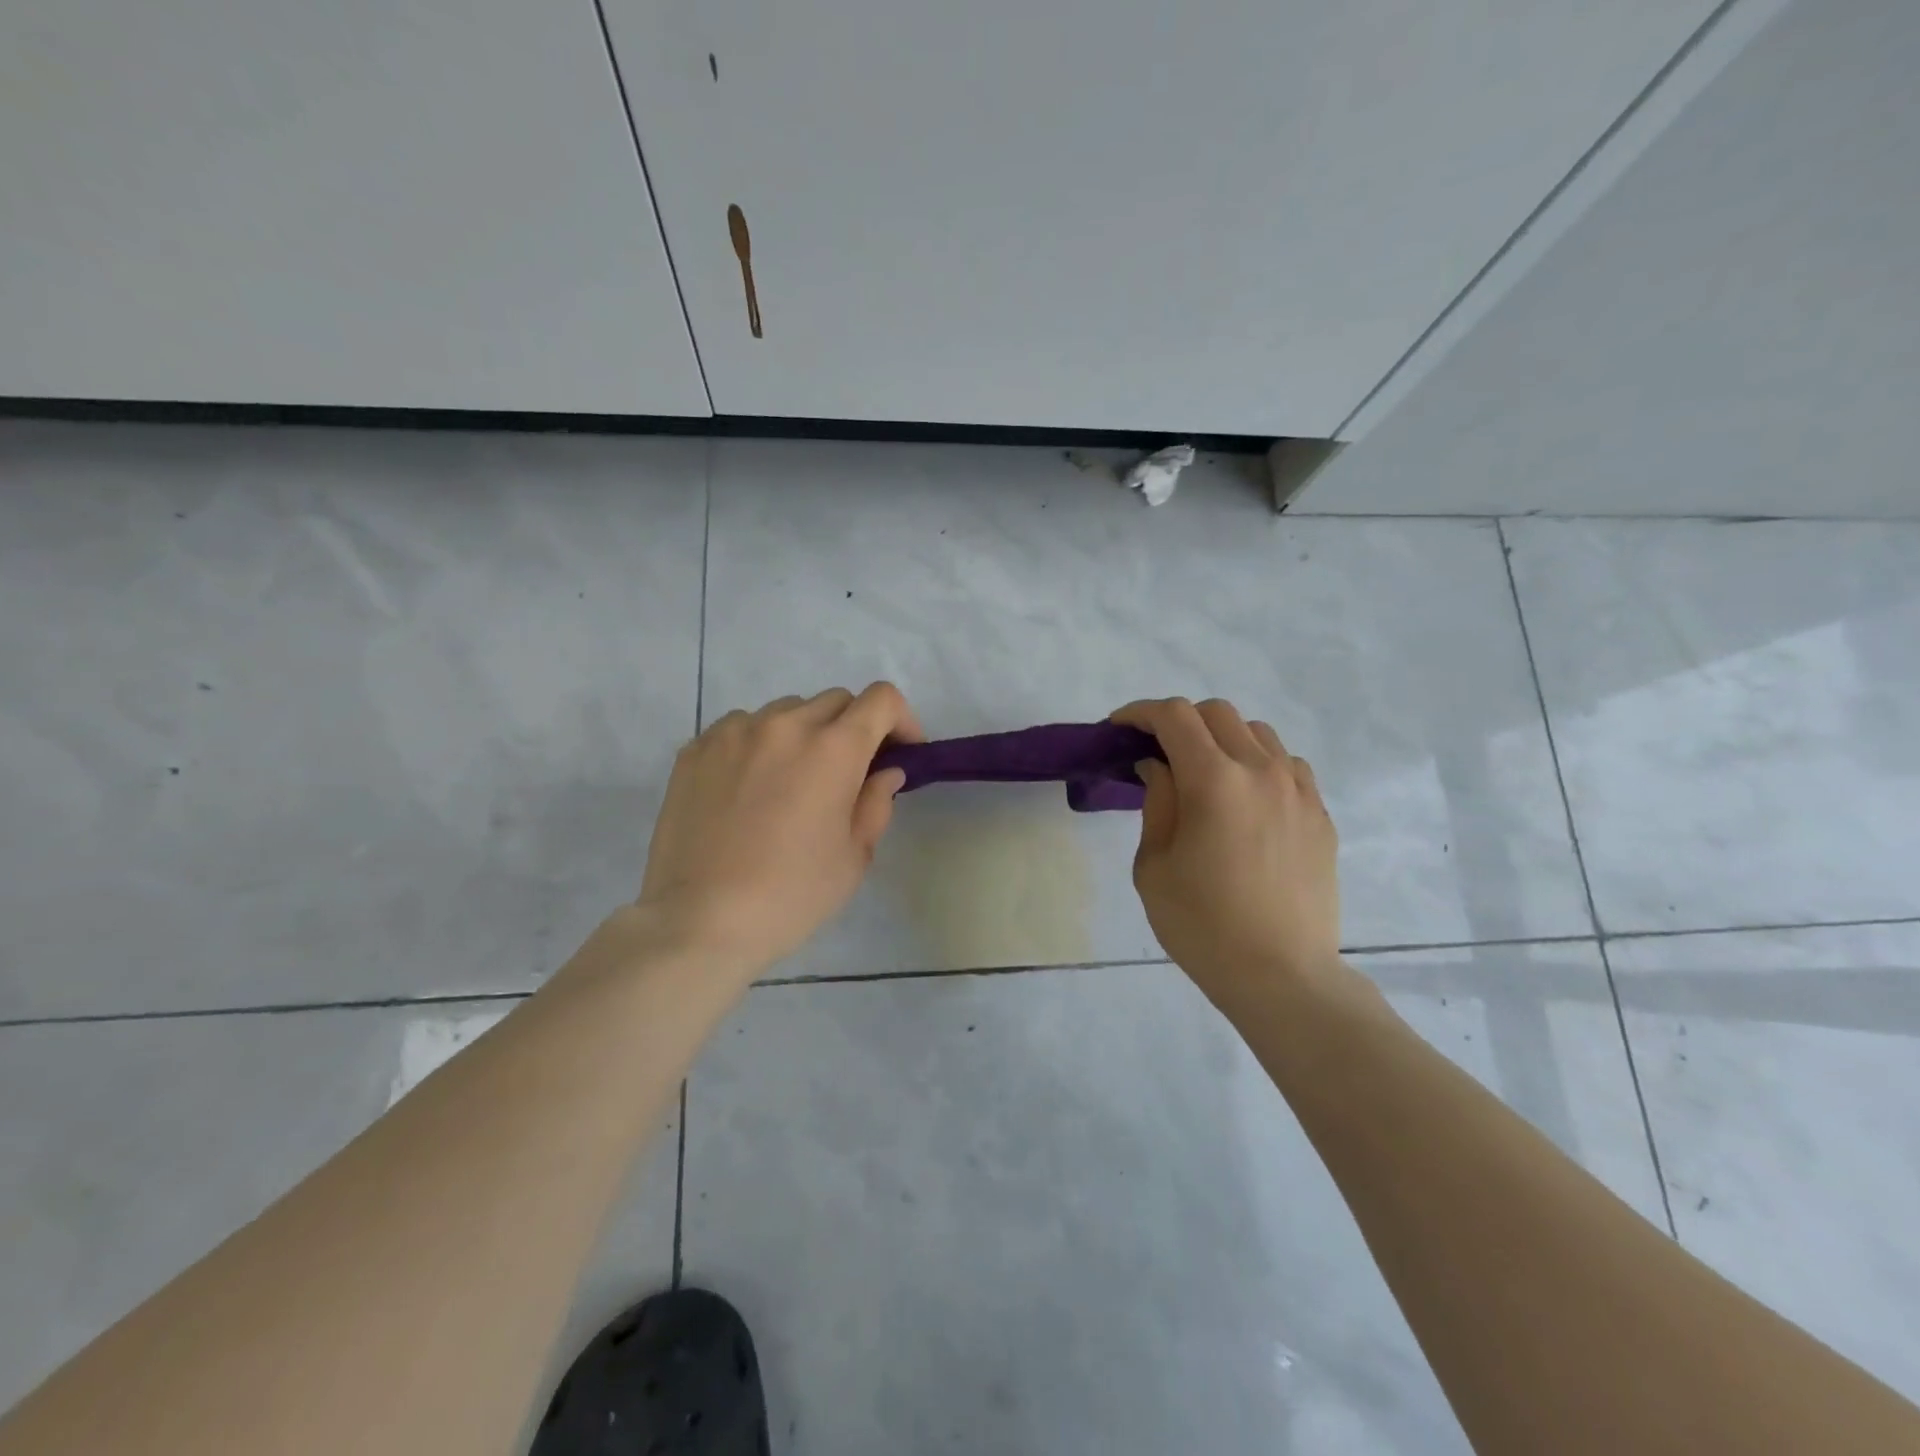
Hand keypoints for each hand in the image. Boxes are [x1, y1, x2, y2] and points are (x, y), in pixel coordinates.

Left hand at [636, 684, 923, 975]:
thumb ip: (876, 802)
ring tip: (792, 781)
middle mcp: (785, 725)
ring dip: (804, 734)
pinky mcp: (696, 748)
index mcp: (833, 749)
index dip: (901, 720)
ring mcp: (734, 732)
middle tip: (849, 773)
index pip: (881, 700)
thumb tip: (885, 772)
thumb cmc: (791, 895)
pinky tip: (749, 788)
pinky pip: (741, 728)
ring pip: (786, 712)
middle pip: (836, 701)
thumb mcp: (854, 856)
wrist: (699, 920)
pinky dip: (759, 745)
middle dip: (854, 728)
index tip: (900, 753)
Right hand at [1112, 697, 1340, 1010]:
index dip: (1140, 713)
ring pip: (1256, 732)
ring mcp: (1298, 790)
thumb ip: (1157, 802)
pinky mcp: (1319, 813)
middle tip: (1155, 751)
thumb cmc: (1202, 925)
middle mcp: (1261, 771)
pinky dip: (1256, 763)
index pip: (1175, 717)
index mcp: (1214, 781)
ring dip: (1220, 738)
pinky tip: (1243, 797)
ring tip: (1202, 772)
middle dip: (1178, 721)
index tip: (1119, 728)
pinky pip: (1286, 764)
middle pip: (1217, 713)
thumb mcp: (1154, 865)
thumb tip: (1160, 767)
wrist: (1280, 975)